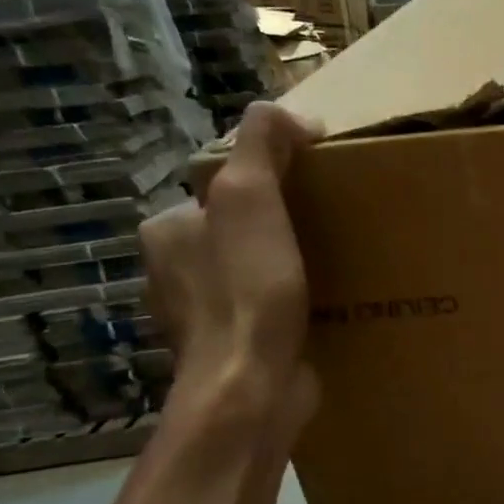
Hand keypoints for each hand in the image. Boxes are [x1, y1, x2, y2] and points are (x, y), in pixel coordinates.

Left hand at [140, 102, 321, 439]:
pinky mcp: (233, 353)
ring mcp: (202, 318)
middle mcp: (174, 272)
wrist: (252, 387)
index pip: (221, 189)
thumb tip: (294, 116)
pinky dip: (292, 309)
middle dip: (281, 229)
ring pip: (252, 276)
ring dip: (287, 271)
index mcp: (168, 231)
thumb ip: (262, 143)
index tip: (314, 192)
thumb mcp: (251, 196)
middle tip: (331, 230)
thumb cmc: (248, 289)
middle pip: (238, 232)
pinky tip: (323, 309)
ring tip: (335, 268)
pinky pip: (266, 315)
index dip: (269, 184)